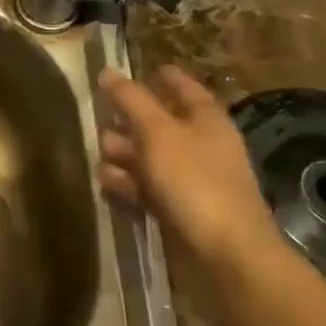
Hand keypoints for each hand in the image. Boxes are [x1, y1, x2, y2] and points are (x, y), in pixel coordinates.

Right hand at [98, 66, 281, 264]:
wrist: (224, 254)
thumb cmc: (194, 181)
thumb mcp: (158, 132)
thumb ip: (131, 100)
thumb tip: (108, 71)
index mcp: (206, 120)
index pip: (184, 88)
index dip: (163, 78)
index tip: (137, 71)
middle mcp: (200, 146)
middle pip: (159, 124)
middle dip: (128, 122)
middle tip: (101, 119)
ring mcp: (189, 181)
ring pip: (148, 159)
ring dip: (123, 157)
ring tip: (102, 160)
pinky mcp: (177, 211)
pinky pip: (145, 190)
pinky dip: (127, 186)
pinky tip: (108, 187)